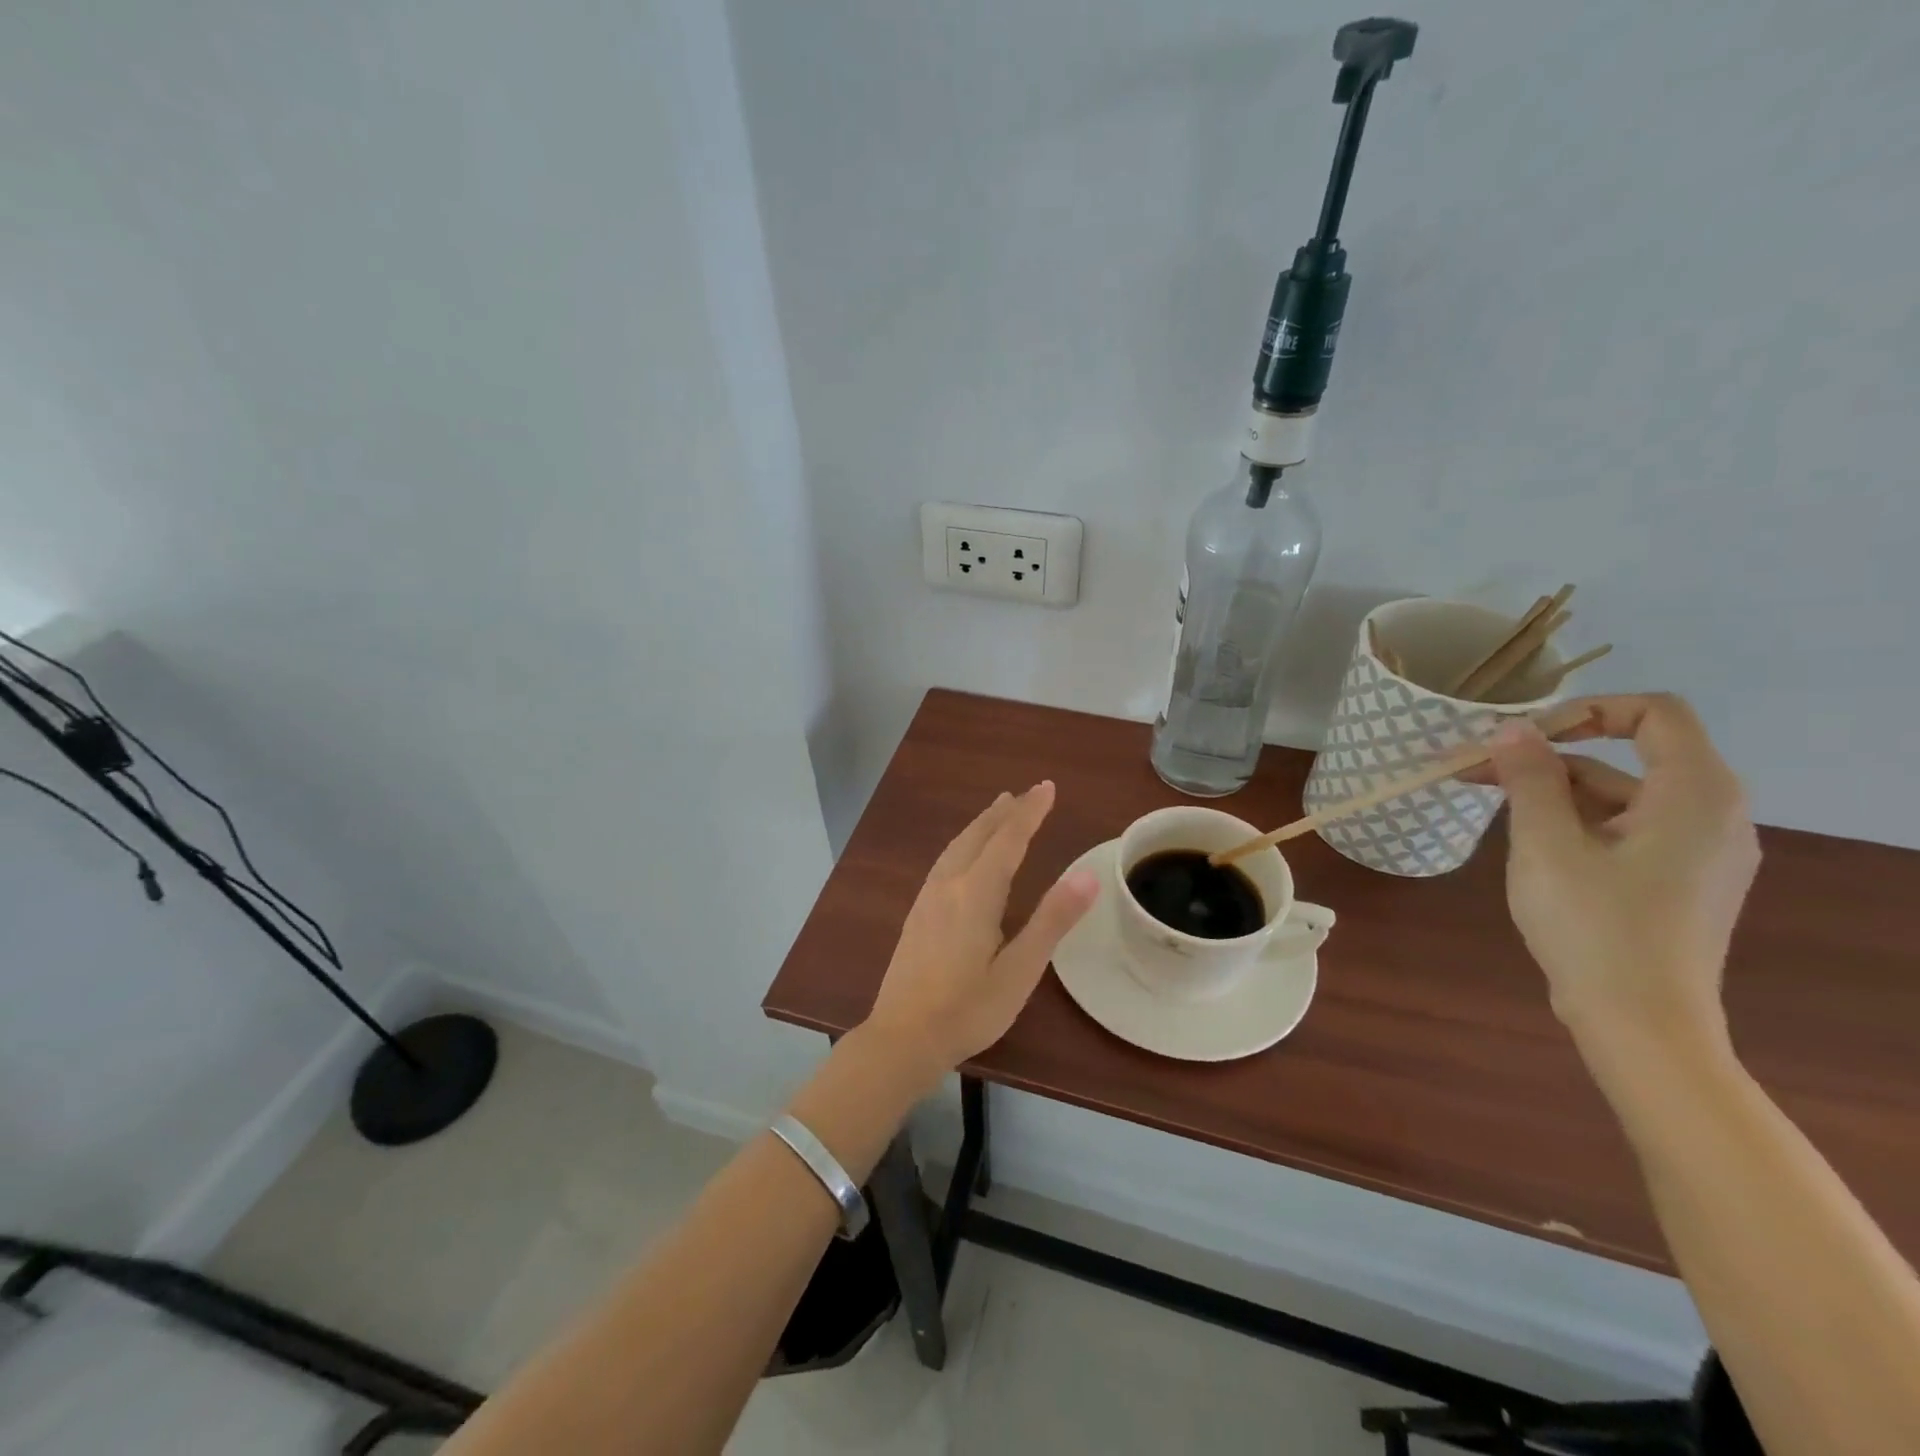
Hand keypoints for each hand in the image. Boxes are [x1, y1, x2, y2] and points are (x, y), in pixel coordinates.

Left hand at [863, 782, 1099, 1077]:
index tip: (1047, 787)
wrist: (902, 1036)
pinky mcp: (917, 913)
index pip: (1008, 839)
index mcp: (975, 893)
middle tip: (1026, 793)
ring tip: (998, 810)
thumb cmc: (968, 1009)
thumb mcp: (1020, 970)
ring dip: (981, 824)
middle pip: (978, 835)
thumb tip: (1088, 874)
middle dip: (1005, 812)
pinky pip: (944, 860)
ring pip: (957, 845)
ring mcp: (927, 898)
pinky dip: (964, 843)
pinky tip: (963, 856)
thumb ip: (1052, 920)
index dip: (1030, 812)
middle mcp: (948, 885)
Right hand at [1487, 695, 1760, 1048]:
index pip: (1654, 713)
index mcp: (1695, 794)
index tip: (1523, 738)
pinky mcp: (1679, 882)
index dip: (1585, 711)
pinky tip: (1528, 845)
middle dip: (1548, 758)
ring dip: (1553, 793)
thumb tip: (1512, 729)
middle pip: (1627, 758)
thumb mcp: (1546, 843)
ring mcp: (1699, 852)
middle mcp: (1712, 814)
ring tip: (1488, 809)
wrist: (1639, 1023)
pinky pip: (1625, 830)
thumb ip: (1530, 777)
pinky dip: (1575, 823)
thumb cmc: (1594, 924)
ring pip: (1619, 797)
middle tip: (1476, 772)